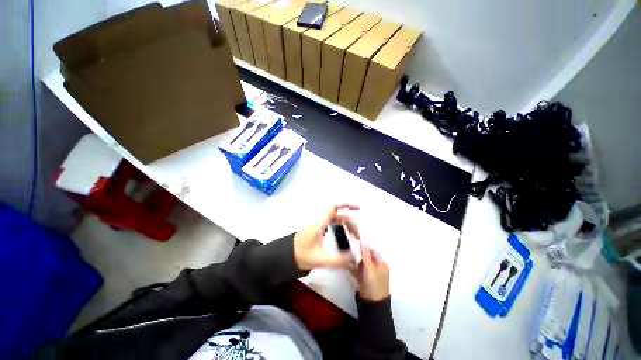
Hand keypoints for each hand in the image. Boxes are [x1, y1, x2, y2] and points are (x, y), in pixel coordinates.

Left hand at [294, 203, 359, 269]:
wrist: (287, 255)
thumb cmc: (302, 255)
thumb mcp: (321, 260)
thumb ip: (339, 261)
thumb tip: (355, 261)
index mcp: (319, 223)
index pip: (333, 207)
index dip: (346, 204)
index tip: (358, 208)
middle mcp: (319, 219)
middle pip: (338, 213)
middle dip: (350, 221)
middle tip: (358, 234)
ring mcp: (318, 222)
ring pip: (335, 217)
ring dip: (346, 222)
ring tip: (354, 234)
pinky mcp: (317, 225)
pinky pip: (331, 220)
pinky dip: (340, 224)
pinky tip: (345, 231)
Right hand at [352, 245, 389, 301]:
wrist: (371, 303)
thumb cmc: (374, 285)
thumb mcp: (370, 268)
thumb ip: (366, 255)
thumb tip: (363, 244)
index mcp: (381, 264)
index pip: (373, 251)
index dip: (365, 247)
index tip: (357, 243)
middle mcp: (376, 267)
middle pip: (366, 257)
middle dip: (359, 254)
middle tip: (352, 250)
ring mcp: (370, 273)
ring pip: (361, 263)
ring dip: (355, 260)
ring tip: (348, 257)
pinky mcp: (364, 278)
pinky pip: (358, 269)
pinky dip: (353, 267)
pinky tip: (348, 265)